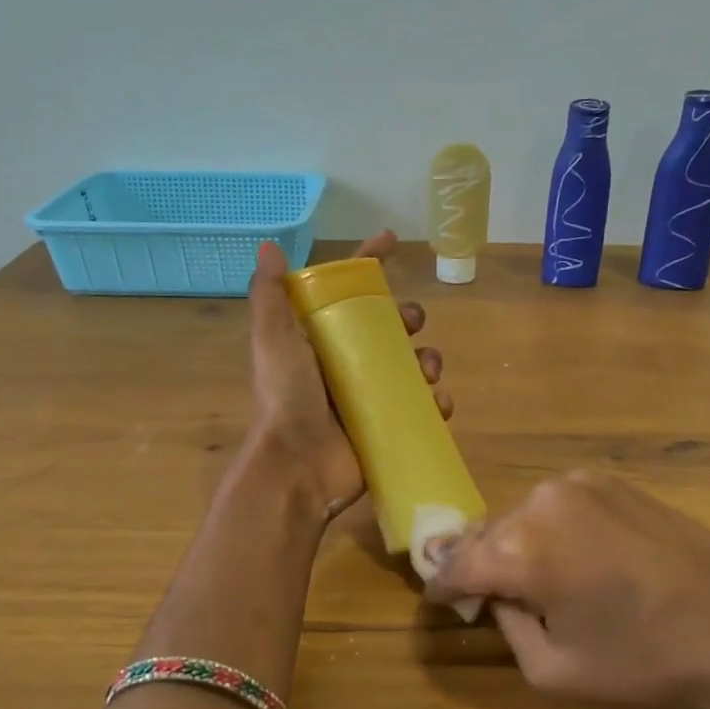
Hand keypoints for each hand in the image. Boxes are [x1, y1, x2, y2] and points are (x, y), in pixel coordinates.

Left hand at [246, 231, 451, 516]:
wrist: (297, 468)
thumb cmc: (286, 399)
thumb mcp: (272, 341)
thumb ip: (270, 296)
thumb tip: (270, 246)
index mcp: (320, 341)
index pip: (347, 292)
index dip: (368, 264)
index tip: (391, 241)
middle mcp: (345, 366)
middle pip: (387, 328)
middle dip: (407, 317)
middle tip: (412, 323)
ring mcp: (368, 399)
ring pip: (411, 366)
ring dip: (428, 359)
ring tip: (429, 370)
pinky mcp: (387, 429)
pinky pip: (422, 409)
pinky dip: (437, 403)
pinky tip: (439, 403)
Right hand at [422, 472, 709, 708]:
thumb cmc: (648, 659)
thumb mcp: (556, 670)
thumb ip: (508, 628)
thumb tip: (496, 597)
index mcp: (522, 550)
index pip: (456, 564)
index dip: (441, 586)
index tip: (436, 600)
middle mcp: (541, 503)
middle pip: (486, 533)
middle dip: (478, 563)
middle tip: (482, 595)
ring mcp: (577, 484)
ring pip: (522, 515)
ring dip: (516, 544)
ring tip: (534, 578)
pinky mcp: (608, 480)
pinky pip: (557, 505)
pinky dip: (551, 529)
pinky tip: (573, 557)